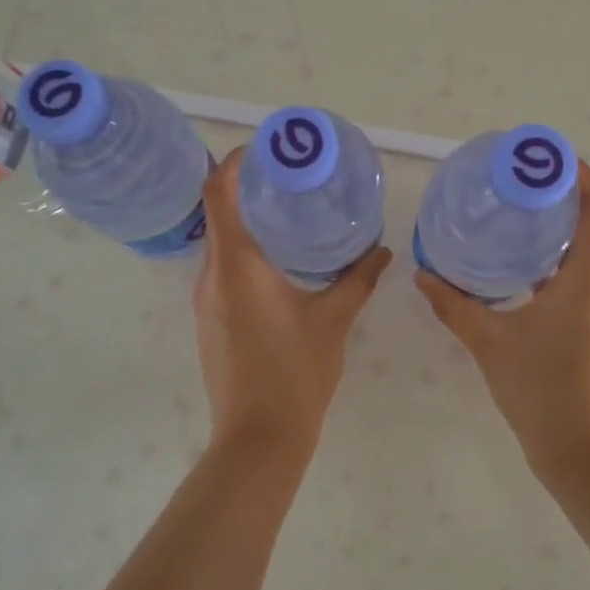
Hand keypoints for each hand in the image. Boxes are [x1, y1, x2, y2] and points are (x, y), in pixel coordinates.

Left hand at [193, 149, 390, 461]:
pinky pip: (223, 270)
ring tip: (289, 213)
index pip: (218, 194)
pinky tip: (280, 262)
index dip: (233, 162)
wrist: (258, 441)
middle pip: (218, 213)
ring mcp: (206, 301)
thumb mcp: (333, 321)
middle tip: (290, 176)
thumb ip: (358, 279)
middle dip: (248, 189)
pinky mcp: (210, 320)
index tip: (264, 148)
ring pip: (221, 244)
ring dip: (247, 222)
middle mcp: (212, 276)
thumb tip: (383, 250)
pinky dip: (246, 252)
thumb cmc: (296, 374)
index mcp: (236, 266)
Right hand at [415, 165, 589, 482]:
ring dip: (555, 224)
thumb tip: (424, 274)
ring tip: (510, 214)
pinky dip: (553, 255)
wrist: (586, 457)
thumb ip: (455, 304)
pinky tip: (516, 266)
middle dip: (558, 192)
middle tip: (511, 182)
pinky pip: (580, 271)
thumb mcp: (491, 343)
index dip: (579, 172)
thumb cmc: (544, 393)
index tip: (539, 159)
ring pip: (588, 245)